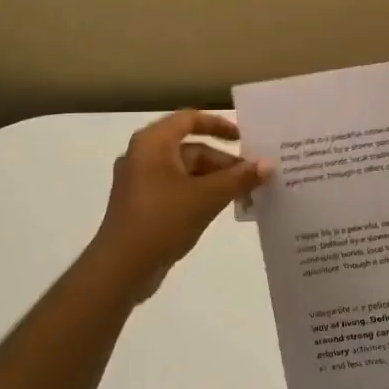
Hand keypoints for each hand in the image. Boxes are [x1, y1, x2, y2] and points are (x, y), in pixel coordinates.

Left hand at [87, 110, 271, 303]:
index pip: (189, 119)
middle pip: (191, 148)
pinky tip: (222, 208)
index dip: (218, 124)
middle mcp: (144, 156)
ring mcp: (141, 182)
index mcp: (153, 143)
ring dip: (215, 179)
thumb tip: (268, 164)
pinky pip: (178, 189)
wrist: (121, 269)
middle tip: (253, 176)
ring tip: (244, 194)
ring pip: (186, 171)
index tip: (244, 138)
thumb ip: (239, 178)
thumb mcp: (207, 197)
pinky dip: (200, 193)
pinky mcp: (143, 205)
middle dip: (223, 161)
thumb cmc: (162, 221)